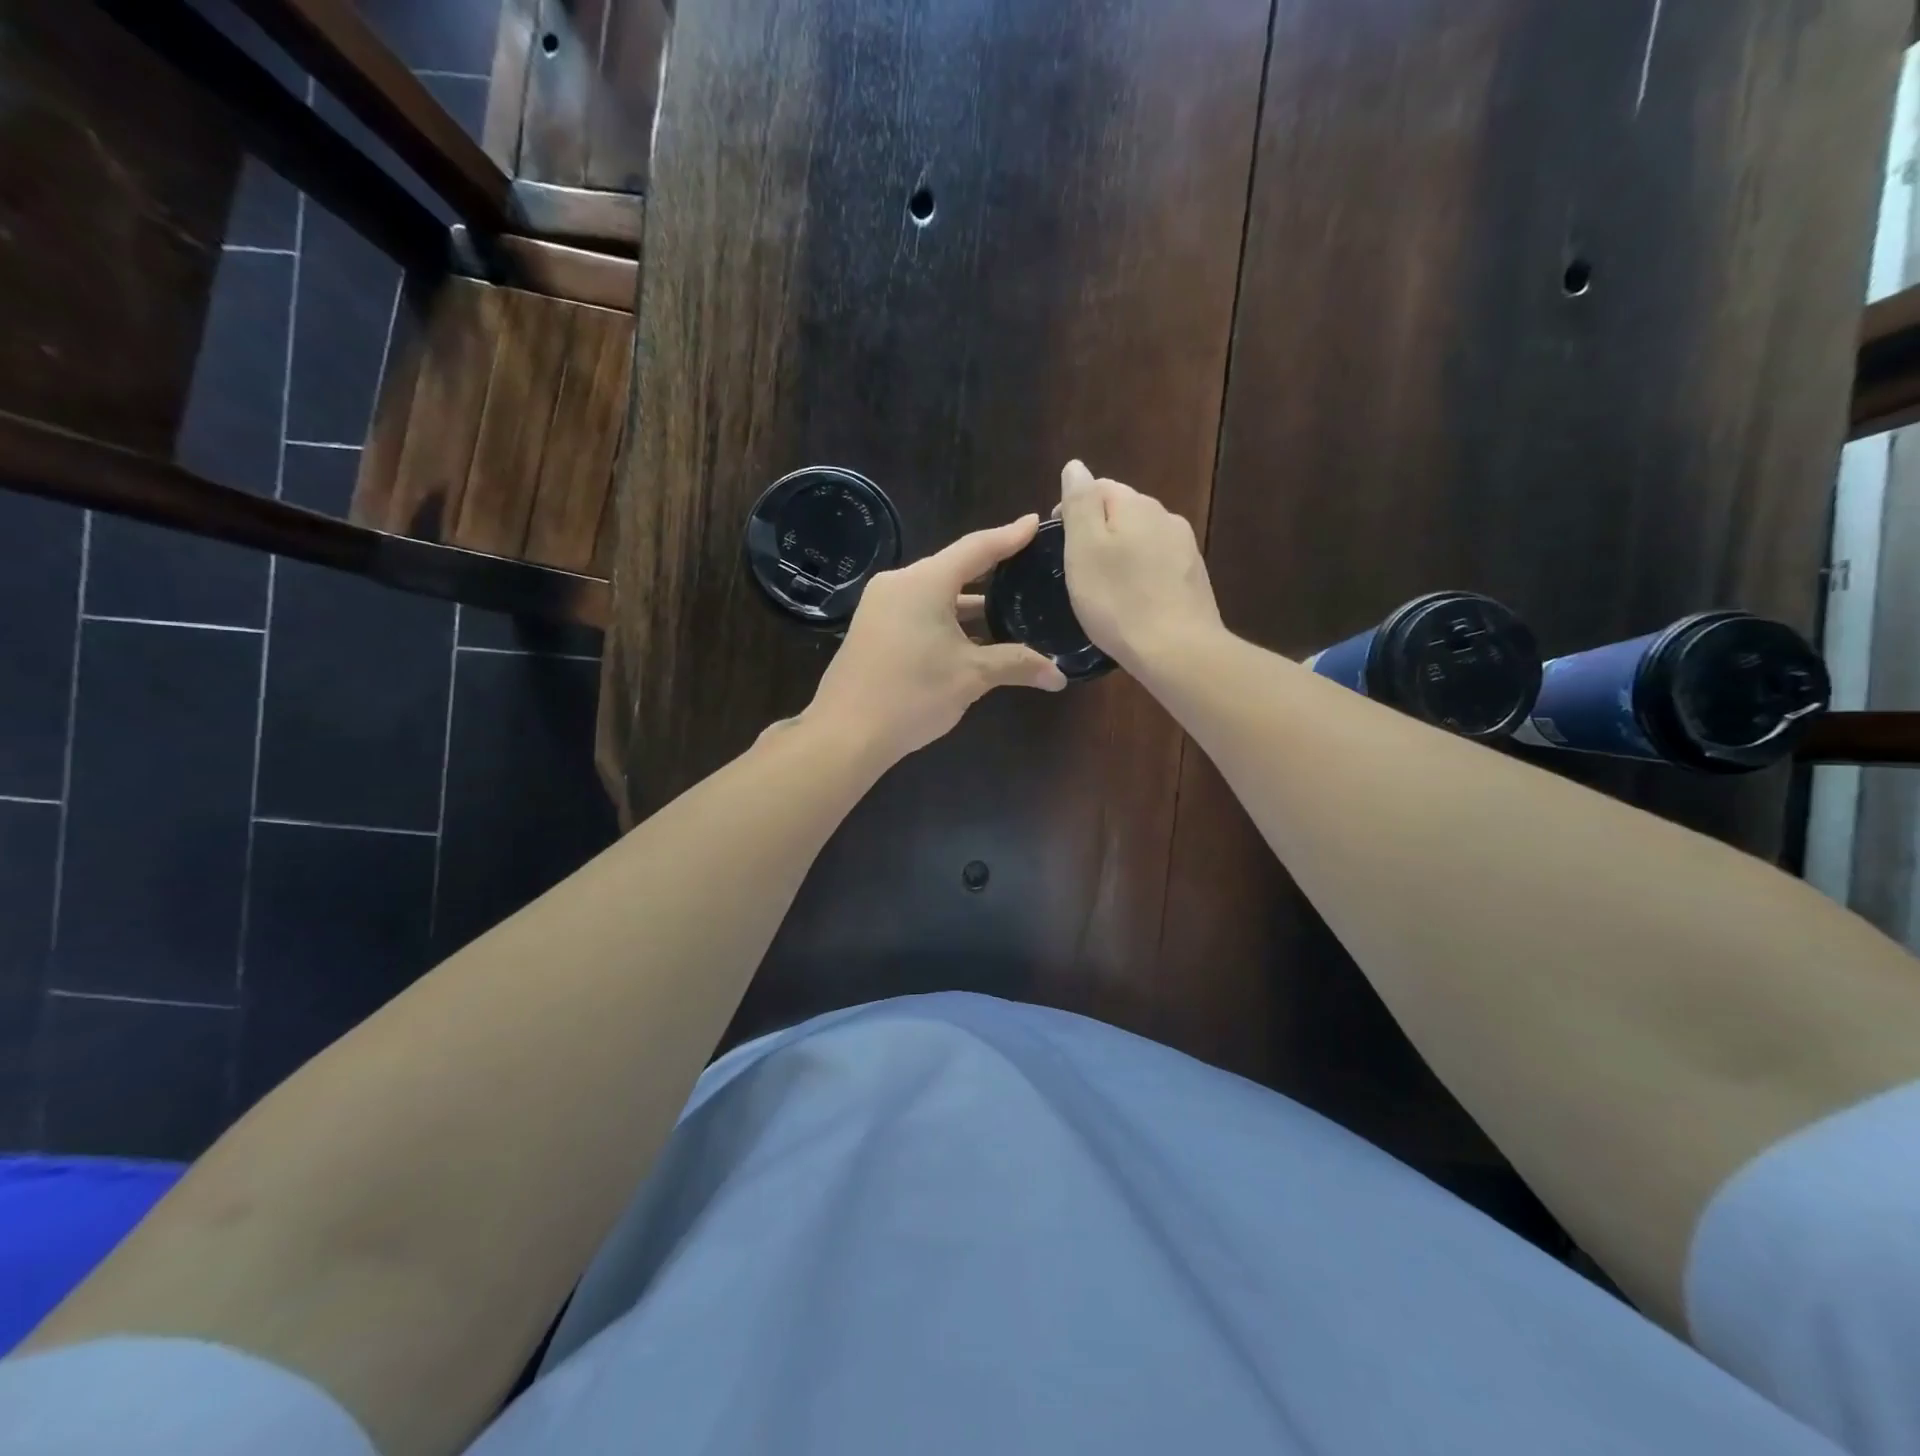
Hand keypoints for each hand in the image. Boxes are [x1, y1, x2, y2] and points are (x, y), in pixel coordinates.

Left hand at [801, 515, 1067, 760]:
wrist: (846, 733)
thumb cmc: (913, 694)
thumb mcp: (972, 676)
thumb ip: (1018, 665)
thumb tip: (1060, 677)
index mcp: (925, 582)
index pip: (977, 548)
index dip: (1009, 536)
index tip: (1034, 522)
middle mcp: (899, 583)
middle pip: (954, 568)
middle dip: (991, 571)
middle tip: (1026, 567)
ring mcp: (880, 606)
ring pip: (935, 593)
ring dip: (969, 603)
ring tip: (1008, 606)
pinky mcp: (872, 629)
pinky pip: (918, 611)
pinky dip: (946, 618)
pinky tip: (971, 637)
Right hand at [1057, 460, 1221, 669]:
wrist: (1177, 650)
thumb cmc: (1118, 599)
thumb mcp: (1084, 548)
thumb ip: (1080, 503)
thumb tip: (1076, 467)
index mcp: (1136, 505)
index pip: (1098, 487)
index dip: (1072, 509)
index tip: (1056, 542)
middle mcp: (1166, 517)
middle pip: (1123, 513)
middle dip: (1098, 532)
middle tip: (1076, 569)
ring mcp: (1185, 548)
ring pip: (1142, 540)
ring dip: (1121, 555)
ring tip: (1102, 588)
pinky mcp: (1194, 579)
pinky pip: (1157, 566)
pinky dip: (1140, 576)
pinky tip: (1131, 601)